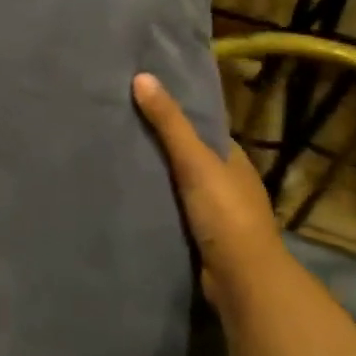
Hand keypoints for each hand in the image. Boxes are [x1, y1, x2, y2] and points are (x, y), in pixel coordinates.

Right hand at [133, 71, 281, 307]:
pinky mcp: (203, 238)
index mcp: (233, 159)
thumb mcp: (195, 160)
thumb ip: (169, 123)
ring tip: (114, 163)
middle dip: (160, 148)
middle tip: (117, 131)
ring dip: (156, 180)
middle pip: (189, 157)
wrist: (241, 278)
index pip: (201, 129)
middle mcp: (228, 183)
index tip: (140, 104)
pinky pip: (174, 213)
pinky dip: (156, 206)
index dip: (174, 116)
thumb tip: (142, 77)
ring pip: (180, 187)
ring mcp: (217, 213)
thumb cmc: (224, 213)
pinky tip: (129, 200)